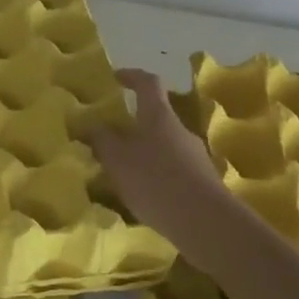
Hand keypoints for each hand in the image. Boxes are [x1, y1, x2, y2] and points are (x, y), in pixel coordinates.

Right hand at [87, 69, 234, 255]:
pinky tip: (144, 195)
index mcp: (158, 116)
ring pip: (164, 146)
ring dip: (144, 153)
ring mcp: (195, 156)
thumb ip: (103, 140)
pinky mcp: (202, 182)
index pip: (148, 84)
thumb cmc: (155, 180)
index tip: (116, 77)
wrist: (204, 222)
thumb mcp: (117, 160)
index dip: (132, 76)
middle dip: (133, 124)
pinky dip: (156, 175)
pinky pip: (173, 170)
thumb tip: (94, 126)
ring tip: (123, 172)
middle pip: (156, 118)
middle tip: (111, 138)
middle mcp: (180, 130)